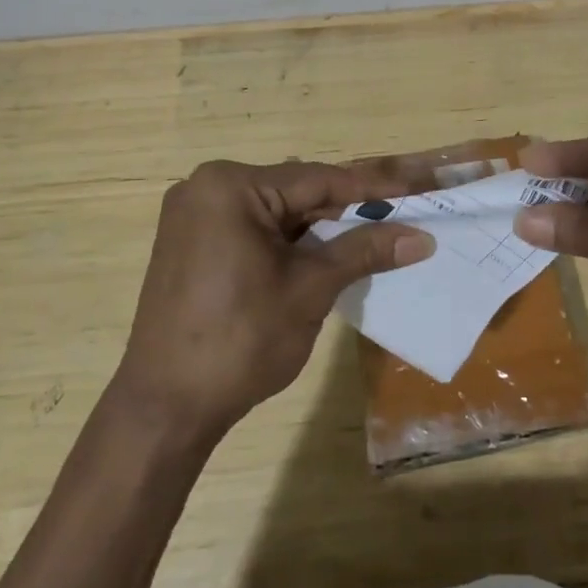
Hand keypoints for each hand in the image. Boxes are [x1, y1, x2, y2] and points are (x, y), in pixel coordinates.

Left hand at [111, 160, 433, 440]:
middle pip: (297, 192)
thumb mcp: (311, 289)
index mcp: (230, 187)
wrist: (166, 408)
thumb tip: (422, 237)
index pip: (319, 179)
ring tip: (376, 233)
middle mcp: (207, 189)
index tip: (418, 185)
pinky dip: (292, 242)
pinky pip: (255, 231)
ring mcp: (195, 218)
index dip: (374, 187)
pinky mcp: (192, 246)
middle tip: (402, 212)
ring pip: (278, 213)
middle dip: (349, 208)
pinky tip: (327, 253)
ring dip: (322, 227)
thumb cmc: (241, 340)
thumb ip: (364, 251)